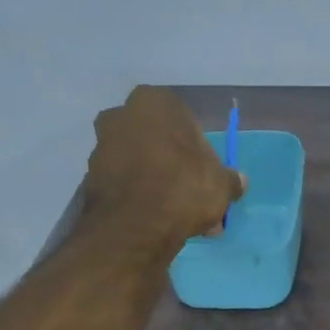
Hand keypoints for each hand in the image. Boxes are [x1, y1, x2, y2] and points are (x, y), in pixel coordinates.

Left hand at [85, 86, 244, 240]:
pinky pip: (126, 186)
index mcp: (155, 102)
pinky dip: (141, 200)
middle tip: (195, 199)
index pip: (184, 121)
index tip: (207, 175)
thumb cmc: (183, 187)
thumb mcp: (221, 184)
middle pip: (159, 143)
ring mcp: (101, 147)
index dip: (198, 150)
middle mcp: (122, 115)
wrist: (135, 226)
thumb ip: (231, 180)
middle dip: (177, 169)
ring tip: (181, 219)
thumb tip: (238, 182)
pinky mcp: (90, 179)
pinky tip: (159, 223)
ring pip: (142, 166)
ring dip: (160, 187)